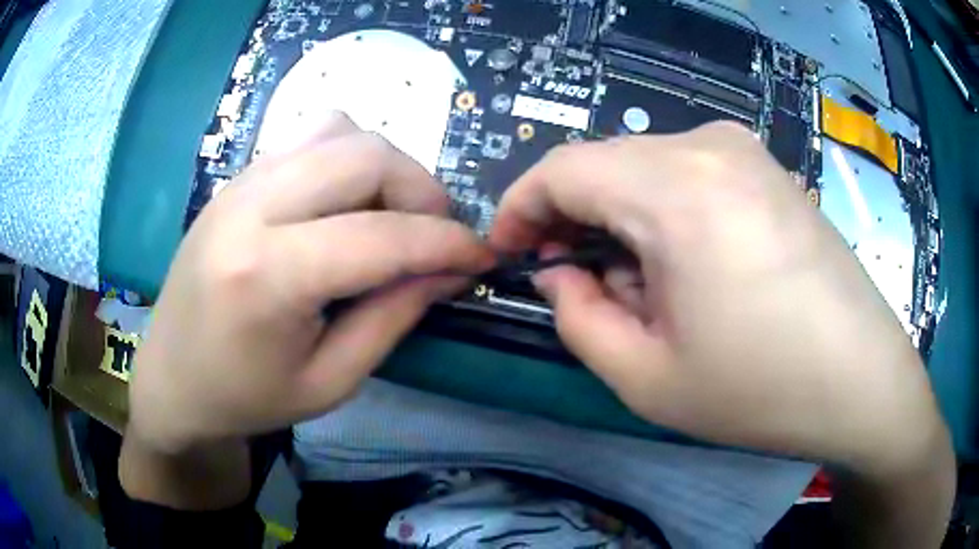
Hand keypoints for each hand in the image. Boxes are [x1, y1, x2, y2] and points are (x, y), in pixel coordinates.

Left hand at [127, 114, 492, 454]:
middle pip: (365, 154)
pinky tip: (346, 200)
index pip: (382, 236)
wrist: (172, 376)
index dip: (447, 243)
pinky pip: (309, 136)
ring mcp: (240, 182)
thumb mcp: (330, 381)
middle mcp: (251, 207)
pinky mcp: (237, 177)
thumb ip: (393, 317)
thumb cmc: (246, 397)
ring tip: (391, 213)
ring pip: (340, 130)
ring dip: (385, 165)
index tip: (482, 256)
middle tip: (436, 233)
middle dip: (422, 189)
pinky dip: (347, 155)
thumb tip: (450, 270)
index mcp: (268, 276)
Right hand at [490, 122, 947, 473]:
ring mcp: (745, 151)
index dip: (519, 206)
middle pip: (605, 166)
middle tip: (575, 282)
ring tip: (642, 288)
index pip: (562, 169)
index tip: (506, 250)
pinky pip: (688, 174)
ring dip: (622, 221)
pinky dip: (663, 213)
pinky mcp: (767, 169)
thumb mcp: (646, 377)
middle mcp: (709, 147)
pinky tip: (687, 267)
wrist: (862, 378)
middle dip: (573, 220)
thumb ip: (576, 317)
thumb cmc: (761, 389)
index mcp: (675, 189)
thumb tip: (557, 271)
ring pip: (645, 169)